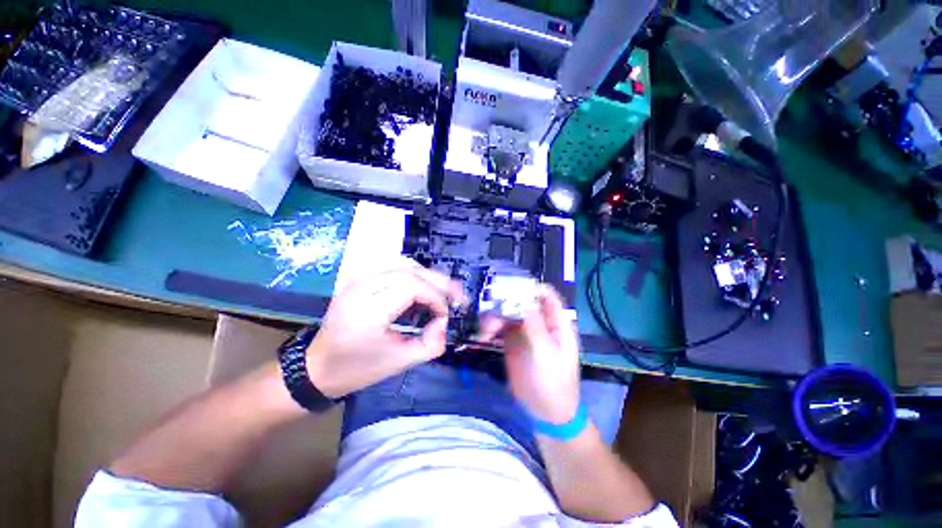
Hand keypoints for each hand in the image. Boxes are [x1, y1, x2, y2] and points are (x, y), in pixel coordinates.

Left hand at [306, 264, 463, 397]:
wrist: (318, 368)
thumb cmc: (358, 369)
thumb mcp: (401, 363)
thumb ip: (432, 343)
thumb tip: (445, 321)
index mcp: (368, 311)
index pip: (412, 287)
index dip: (436, 297)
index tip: (446, 314)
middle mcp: (361, 288)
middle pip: (409, 271)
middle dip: (438, 282)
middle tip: (456, 295)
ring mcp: (357, 280)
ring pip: (403, 264)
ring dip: (427, 276)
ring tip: (442, 291)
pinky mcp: (359, 280)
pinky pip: (393, 268)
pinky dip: (414, 274)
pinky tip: (422, 287)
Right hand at [477, 285, 580, 423]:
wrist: (544, 411)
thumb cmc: (553, 382)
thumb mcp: (546, 353)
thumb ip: (535, 325)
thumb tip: (524, 299)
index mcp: (555, 322)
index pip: (546, 295)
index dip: (531, 288)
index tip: (511, 288)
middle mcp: (539, 322)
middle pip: (522, 301)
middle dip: (505, 302)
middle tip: (489, 309)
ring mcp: (524, 331)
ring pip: (507, 313)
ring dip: (494, 317)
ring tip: (485, 332)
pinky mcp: (511, 341)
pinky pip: (499, 327)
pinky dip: (490, 328)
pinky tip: (483, 337)